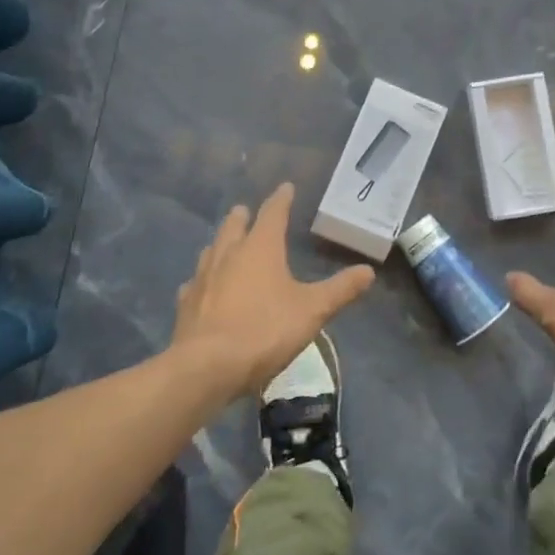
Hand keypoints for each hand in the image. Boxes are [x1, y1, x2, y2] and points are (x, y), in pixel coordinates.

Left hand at [173, 183, 375, 398]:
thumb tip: (368, 271)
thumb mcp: (312, 311)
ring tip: (226, 243)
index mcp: (261, 248)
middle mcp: (228, 254)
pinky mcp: (186, 305)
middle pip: (234, 226)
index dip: (281, 199)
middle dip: (243, 216)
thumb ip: (340, 289)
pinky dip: (202, 279)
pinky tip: (202, 287)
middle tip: (246, 210)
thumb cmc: (264, 330)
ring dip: (220, 243)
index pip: (273, 213)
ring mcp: (203, 278)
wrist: (206, 367)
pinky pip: (194, 283)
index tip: (285, 187)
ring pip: (211, 250)